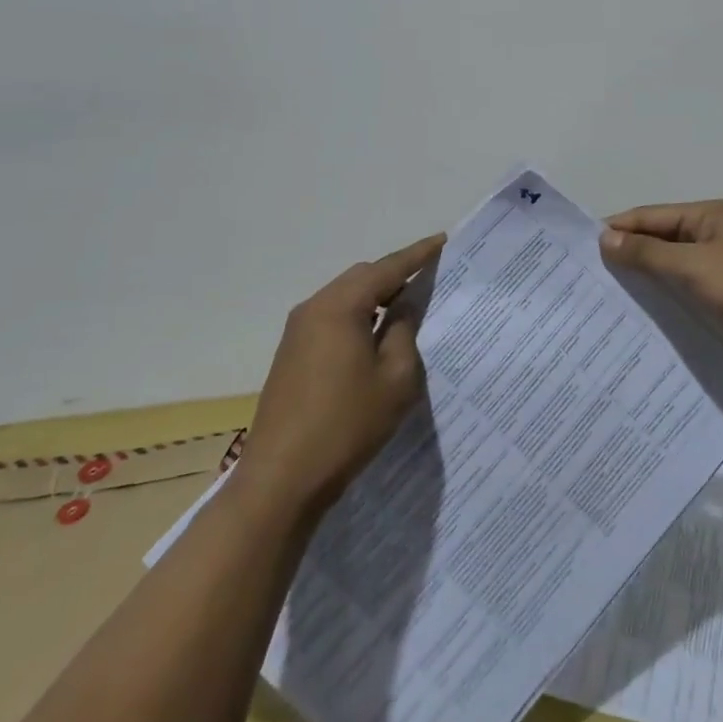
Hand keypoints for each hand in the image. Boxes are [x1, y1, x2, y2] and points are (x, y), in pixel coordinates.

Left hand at [239, 233, 444, 517]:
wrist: (280, 480)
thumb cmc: (346, 425)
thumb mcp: (395, 378)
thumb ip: (403, 332)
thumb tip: (403, 309)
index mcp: (340, 306)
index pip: (387, 268)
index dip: (418, 254)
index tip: (443, 241)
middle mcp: (314, 308)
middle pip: (362, 278)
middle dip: (395, 274)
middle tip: (429, 278)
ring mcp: (297, 332)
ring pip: (345, 297)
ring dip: (375, 297)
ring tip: (407, 306)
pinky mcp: (291, 354)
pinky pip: (332, 318)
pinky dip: (357, 316)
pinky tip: (375, 336)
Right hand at [601, 201, 722, 372]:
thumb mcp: (694, 266)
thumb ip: (649, 253)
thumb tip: (605, 238)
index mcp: (705, 216)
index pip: (649, 216)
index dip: (617, 229)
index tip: (581, 249)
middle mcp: (709, 233)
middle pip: (657, 239)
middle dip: (626, 254)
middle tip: (588, 277)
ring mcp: (716, 264)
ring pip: (668, 266)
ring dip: (642, 278)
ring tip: (604, 297)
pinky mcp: (721, 293)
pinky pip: (682, 288)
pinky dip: (661, 296)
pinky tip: (638, 314)